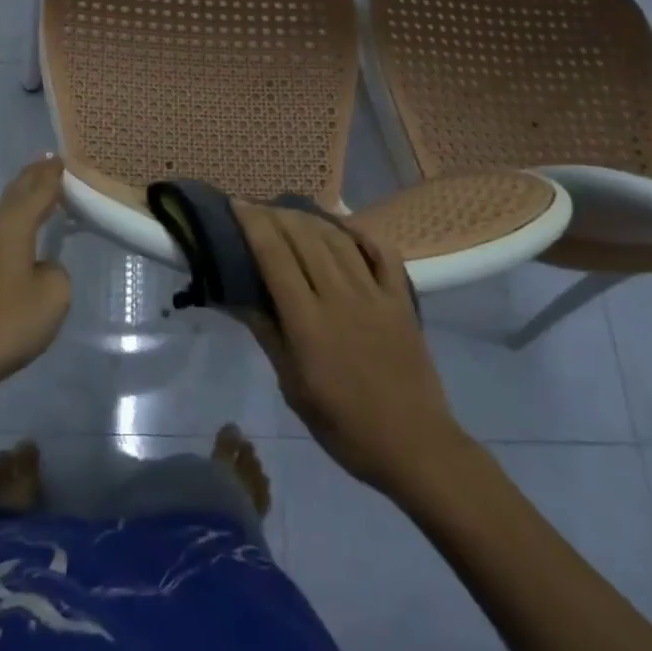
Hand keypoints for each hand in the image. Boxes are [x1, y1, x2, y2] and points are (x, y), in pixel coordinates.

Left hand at [0, 158, 71, 403]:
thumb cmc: (4, 325)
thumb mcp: (52, 298)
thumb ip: (56, 272)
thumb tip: (41, 267)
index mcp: (9, 229)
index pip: (36, 191)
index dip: (51, 175)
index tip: (60, 158)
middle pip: (13, 197)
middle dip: (32, 180)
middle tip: (47, 164)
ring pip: (0, 221)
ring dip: (20, 209)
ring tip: (38, 204)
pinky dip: (10, 234)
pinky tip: (17, 250)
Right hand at [233, 202, 467, 495]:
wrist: (414, 446)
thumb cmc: (344, 426)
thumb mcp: (293, 388)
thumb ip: (267, 335)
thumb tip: (237, 297)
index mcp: (307, 321)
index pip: (274, 257)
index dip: (253, 225)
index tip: (237, 204)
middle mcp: (339, 296)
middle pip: (304, 239)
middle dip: (277, 215)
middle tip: (257, 207)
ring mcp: (374, 295)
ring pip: (338, 240)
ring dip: (311, 219)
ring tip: (291, 211)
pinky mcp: (401, 300)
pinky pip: (383, 254)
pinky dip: (361, 234)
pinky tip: (345, 225)